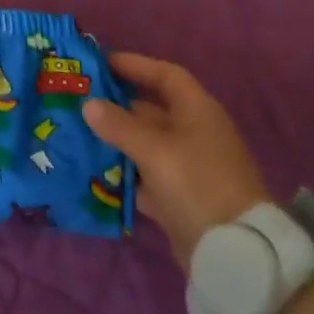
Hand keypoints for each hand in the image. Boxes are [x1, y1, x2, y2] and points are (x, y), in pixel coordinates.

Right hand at [83, 53, 270, 269]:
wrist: (234, 252)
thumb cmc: (197, 184)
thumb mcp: (154, 151)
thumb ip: (119, 126)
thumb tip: (89, 104)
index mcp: (197, 110)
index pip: (165, 75)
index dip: (135, 65)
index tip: (101, 62)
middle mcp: (194, 132)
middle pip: (153, 109)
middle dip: (118, 104)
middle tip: (80, 99)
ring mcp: (189, 166)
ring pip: (147, 143)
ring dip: (118, 139)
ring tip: (80, 133)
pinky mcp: (181, 196)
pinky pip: (147, 175)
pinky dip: (125, 172)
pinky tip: (96, 172)